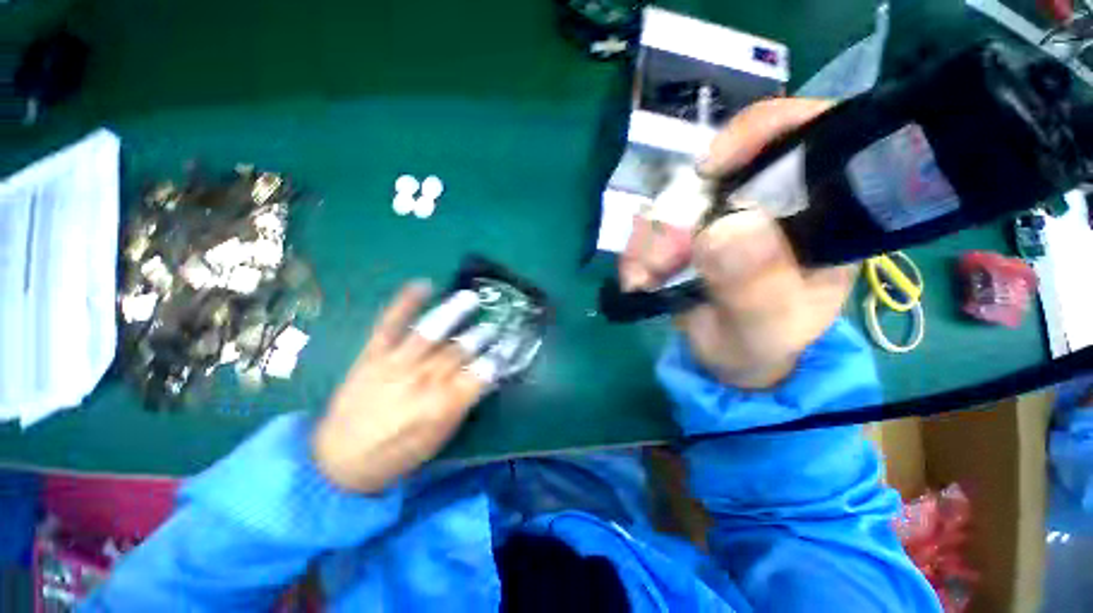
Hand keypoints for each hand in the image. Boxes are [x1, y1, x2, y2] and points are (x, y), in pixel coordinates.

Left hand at [312, 282, 486, 492]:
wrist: (339, 461)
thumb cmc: (397, 453)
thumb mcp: (440, 436)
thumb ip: (464, 402)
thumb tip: (486, 376)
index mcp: (444, 403)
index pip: (482, 373)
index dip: (500, 356)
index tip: (511, 345)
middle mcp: (423, 379)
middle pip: (461, 350)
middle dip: (482, 335)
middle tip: (495, 326)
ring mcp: (396, 363)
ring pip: (430, 332)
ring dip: (453, 312)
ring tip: (470, 297)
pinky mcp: (373, 354)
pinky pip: (390, 324)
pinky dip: (405, 303)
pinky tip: (422, 285)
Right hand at [621, 98, 857, 388]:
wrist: (728, 356)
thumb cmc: (763, 342)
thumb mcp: (767, 326)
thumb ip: (755, 286)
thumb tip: (726, 229)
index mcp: (820, 213)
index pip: (807, 135)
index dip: (758, 132)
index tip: (707, 169)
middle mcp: (769, 199)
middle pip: (718, 168)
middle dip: (677, 215)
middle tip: (657, 265)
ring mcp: (721, 211)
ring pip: (672, 197)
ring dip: (649, 238)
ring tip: (643, 279)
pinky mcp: (685, 227)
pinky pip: (650, 222)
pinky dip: (637, 248)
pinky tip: (637, 275)